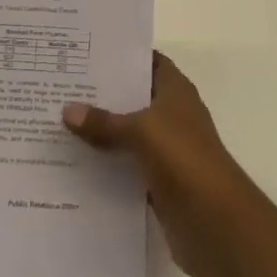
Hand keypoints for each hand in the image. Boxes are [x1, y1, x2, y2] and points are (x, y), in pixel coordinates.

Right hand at [63, 52, 253, 276]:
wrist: (217, 224)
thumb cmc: (184, 159)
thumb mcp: (141, 131)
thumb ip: (105, 122)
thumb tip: (67, 110)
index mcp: (175, 90)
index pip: (146, 61)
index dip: (121, 56)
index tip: (86, 52)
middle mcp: (171, 115)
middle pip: (132, 98)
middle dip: (102, 94)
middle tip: (62, 86)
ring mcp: (166, 150)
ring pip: (127, 134)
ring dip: (101, 133)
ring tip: (59, 123)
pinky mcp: (159, 183)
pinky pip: (126, 167)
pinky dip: (106, 166)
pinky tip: (74, 164)